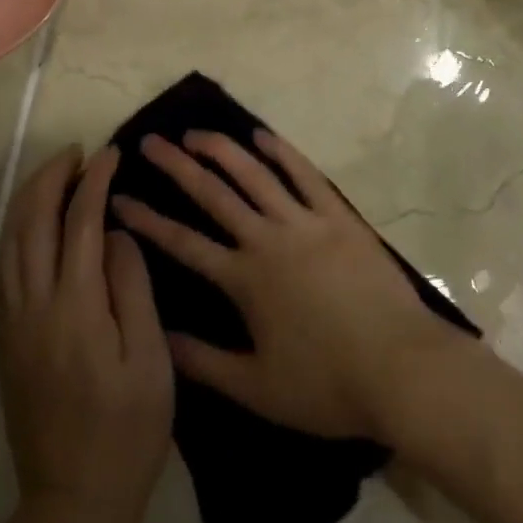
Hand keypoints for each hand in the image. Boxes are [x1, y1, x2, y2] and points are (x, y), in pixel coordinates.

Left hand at [0, 146, 173, 522]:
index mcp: (75, 308)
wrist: (74, 498)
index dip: (95, 182)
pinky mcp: (4, 339)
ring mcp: (12, 322)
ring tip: (55, 175)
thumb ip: (132, 288)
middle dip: (51, 177)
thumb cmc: (127, 431)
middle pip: (31, 222)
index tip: (111, 154)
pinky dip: (15, 231)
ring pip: (9, 241)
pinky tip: (31, 224)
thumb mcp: (150, 361)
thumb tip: (116, 232)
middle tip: (77, 153)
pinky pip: (2, 267)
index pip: (80, 223)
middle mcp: (34, 305)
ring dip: (28, 199)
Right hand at [112, 130, 466, 441]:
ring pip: (255, 175)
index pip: (182, 243)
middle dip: (177, 166)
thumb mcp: (257, 388)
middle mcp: (268, 239)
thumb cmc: (329, 386)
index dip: (147, 220)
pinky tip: (262, 137)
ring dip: (222, 150)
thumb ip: (203, 361)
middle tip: (150, 142)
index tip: (119, 198)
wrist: (403, 370)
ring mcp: (306, 222)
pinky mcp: (339, 217)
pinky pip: (306, 176)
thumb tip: (158, 335)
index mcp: (245, 279)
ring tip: (196, 133)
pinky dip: (282, 153)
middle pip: (213, 194)